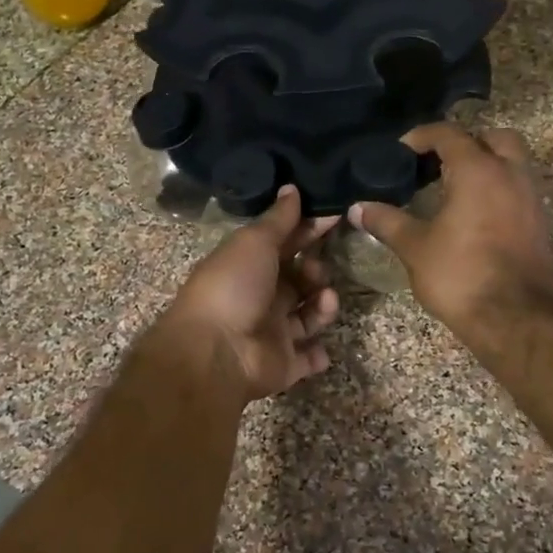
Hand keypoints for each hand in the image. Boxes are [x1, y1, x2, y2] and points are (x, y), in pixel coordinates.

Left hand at [155, 187, 340, 401]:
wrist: (216, 352)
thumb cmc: (233, 287)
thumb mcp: (254, 242)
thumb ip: (278, 219)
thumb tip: (291, 188)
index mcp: (250, 265)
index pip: (286, 243)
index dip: (309, 229)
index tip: (336, 216)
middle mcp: (261, 297)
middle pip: (299, 280)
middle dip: (316, 271)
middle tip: (317, 272)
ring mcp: (272, 332)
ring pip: (309, 315)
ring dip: (323, 306)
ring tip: (324, 300)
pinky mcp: (283, 364)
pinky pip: (307, 358)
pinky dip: (317, 354)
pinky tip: (322, 347)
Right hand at [350, 124, 552, 337]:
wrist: (515, 318)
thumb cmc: (460, 275)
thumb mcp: (415, 247)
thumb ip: (387, 221)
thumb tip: (357, 208)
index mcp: (478, 171)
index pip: (449, 134)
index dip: (422, 136)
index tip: (400, 151)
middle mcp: (510, 175)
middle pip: (494, 138)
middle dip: (467, 142)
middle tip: (439, 163)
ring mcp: (531, 199)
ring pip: (513, 163)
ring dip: (487, 166)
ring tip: (455, 188)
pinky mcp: (540, 224)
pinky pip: (519, 190)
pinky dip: (499, 190)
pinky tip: (475, 214)